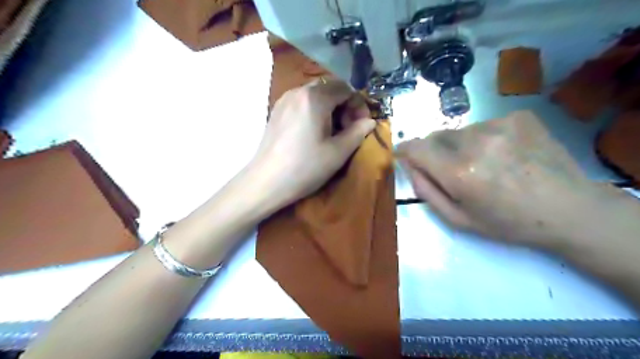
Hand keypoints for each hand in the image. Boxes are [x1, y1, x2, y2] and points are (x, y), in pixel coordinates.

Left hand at [251, 78, 379, 209]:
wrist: (266, 182)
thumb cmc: (305, 168)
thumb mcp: (338, 152)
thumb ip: (358, 132)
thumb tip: (369, 121)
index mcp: (315, 98)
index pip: (345, 88)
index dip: (358, 105)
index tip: (361, 125)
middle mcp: (298, 91)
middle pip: (330, 88)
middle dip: (344, 106)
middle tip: (348, 129)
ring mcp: (284, 100)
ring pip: (315, 95)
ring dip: (330, 109)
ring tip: (332, 132)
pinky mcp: (276, 111)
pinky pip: (302, 103)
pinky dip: (315, 111)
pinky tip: (314, 132)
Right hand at [399, 111, 605, 248]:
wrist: (570, 209)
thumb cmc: (508, 222)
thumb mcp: (459, 220)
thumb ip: (426, 191)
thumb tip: (410, 166)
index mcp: (460, 172)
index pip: (417, 148)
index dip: (405, 150)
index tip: (404, 155)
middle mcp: (476, 142)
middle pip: (436, 137)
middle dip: (435, 151)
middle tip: (454, 170)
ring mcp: (499, 125)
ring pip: (460, 131)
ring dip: (461, 145)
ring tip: (485, 164)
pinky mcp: (518, 116)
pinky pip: (484, 125)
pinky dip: (484, 138)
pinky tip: (505, 154)